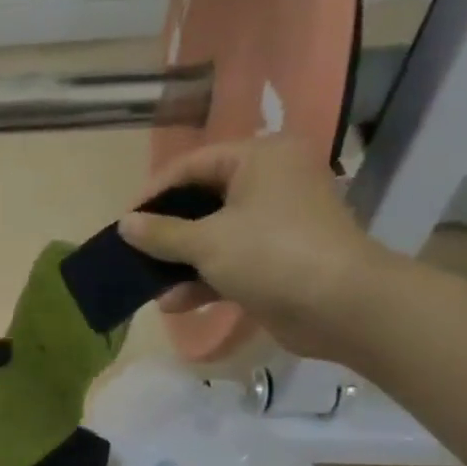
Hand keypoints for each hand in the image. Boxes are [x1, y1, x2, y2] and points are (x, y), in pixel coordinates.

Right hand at [118, 134, 395, 360]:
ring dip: (180, 262)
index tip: (124, 222)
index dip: (154, 192)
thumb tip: (125, 224)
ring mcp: (276, 223)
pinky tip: (176, 303)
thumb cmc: (272, 254)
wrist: (343, 307)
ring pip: (213, 235)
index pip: (193, 165)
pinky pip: (229, 262)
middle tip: (133, 251)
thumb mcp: (206, 242)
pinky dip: (203, 280)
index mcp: (260, 159)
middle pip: (202, 201)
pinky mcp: (278, 259)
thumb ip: (160, 233)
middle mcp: (270, 182)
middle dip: (166, 233)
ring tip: (151, 285)